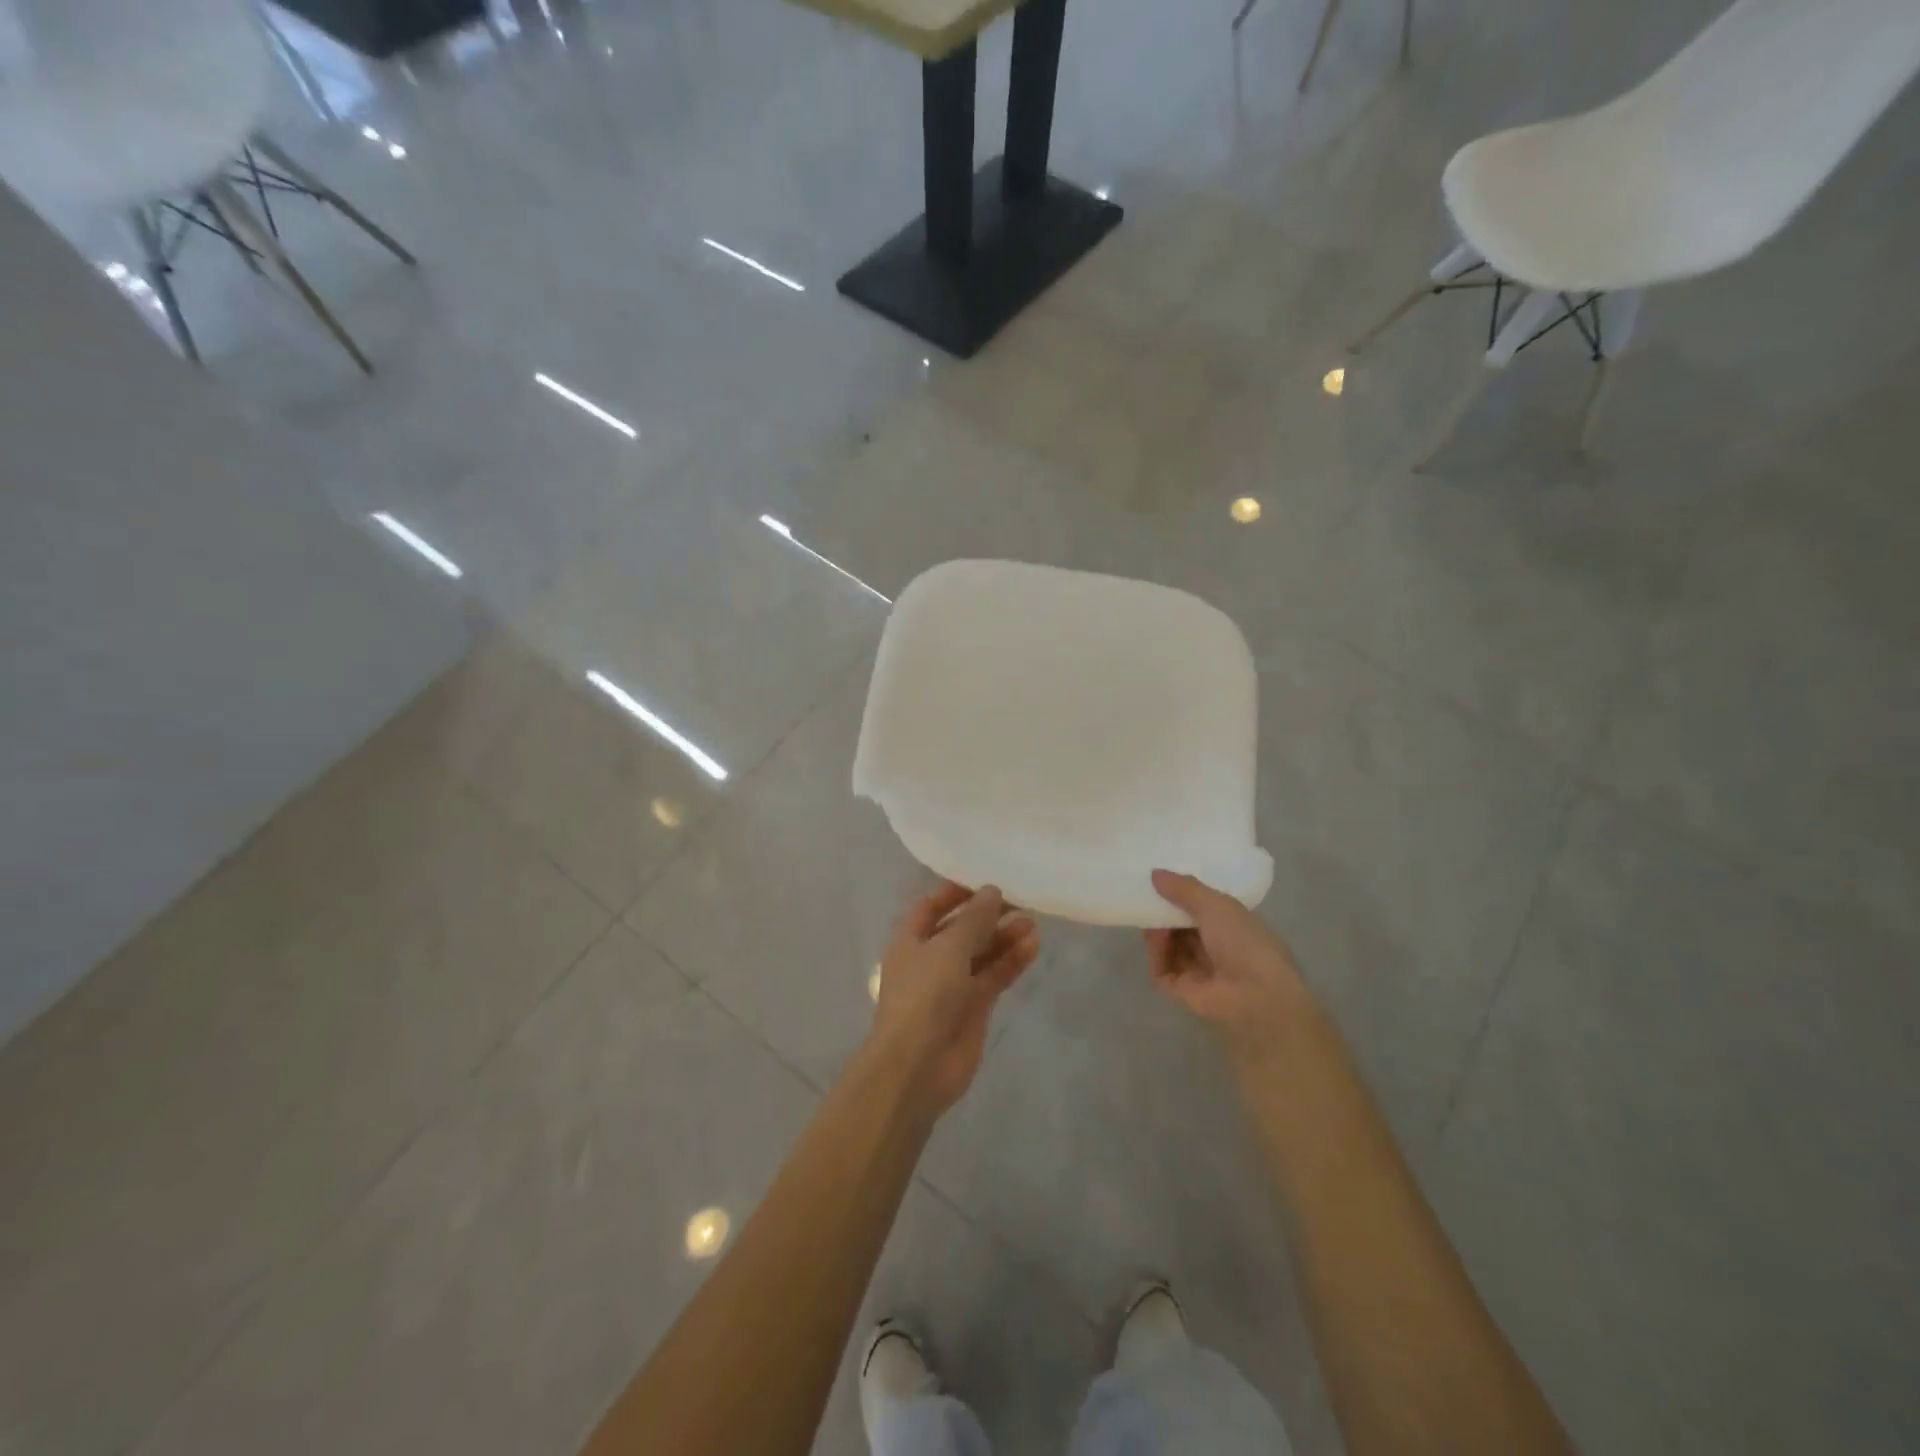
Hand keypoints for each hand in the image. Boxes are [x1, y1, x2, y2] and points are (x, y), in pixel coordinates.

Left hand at [869, 882, 1038, 1116]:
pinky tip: (1033, 947)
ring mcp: (953, 985)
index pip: (932, 907)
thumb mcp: (948, 948)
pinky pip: (994, 977)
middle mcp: (930, 959)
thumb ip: (974, 919)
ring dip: (1004, 937)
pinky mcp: (974, 1008)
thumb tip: (992, 891)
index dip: (956, 893)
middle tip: (1020, 900)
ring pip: (982, 954)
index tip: (986, 882)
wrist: (918, 1066)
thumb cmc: (924, 996)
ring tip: (1031, 922)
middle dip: (987, 915)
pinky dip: (1011, 962)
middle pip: (961, 930)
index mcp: (910, 940)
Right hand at [1144, 869, 1311, 1061]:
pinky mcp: (1181, 989)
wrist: (1255, 996)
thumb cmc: (1244, 943)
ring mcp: (1198, 969)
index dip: (1183, 893)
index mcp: (1232, 925)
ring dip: (1158, 930)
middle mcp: (1215, 946)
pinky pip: (1161, 966)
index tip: (1161, 878)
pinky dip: (1156, 953)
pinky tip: (1155, 939)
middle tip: (1146, 894)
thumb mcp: (1216, 905)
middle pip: (1182, 925)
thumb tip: (1155, 873)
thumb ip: (1184, 888)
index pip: (1202, 906)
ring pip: (1169, 944)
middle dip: (1165, 910)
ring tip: (1150, 917)